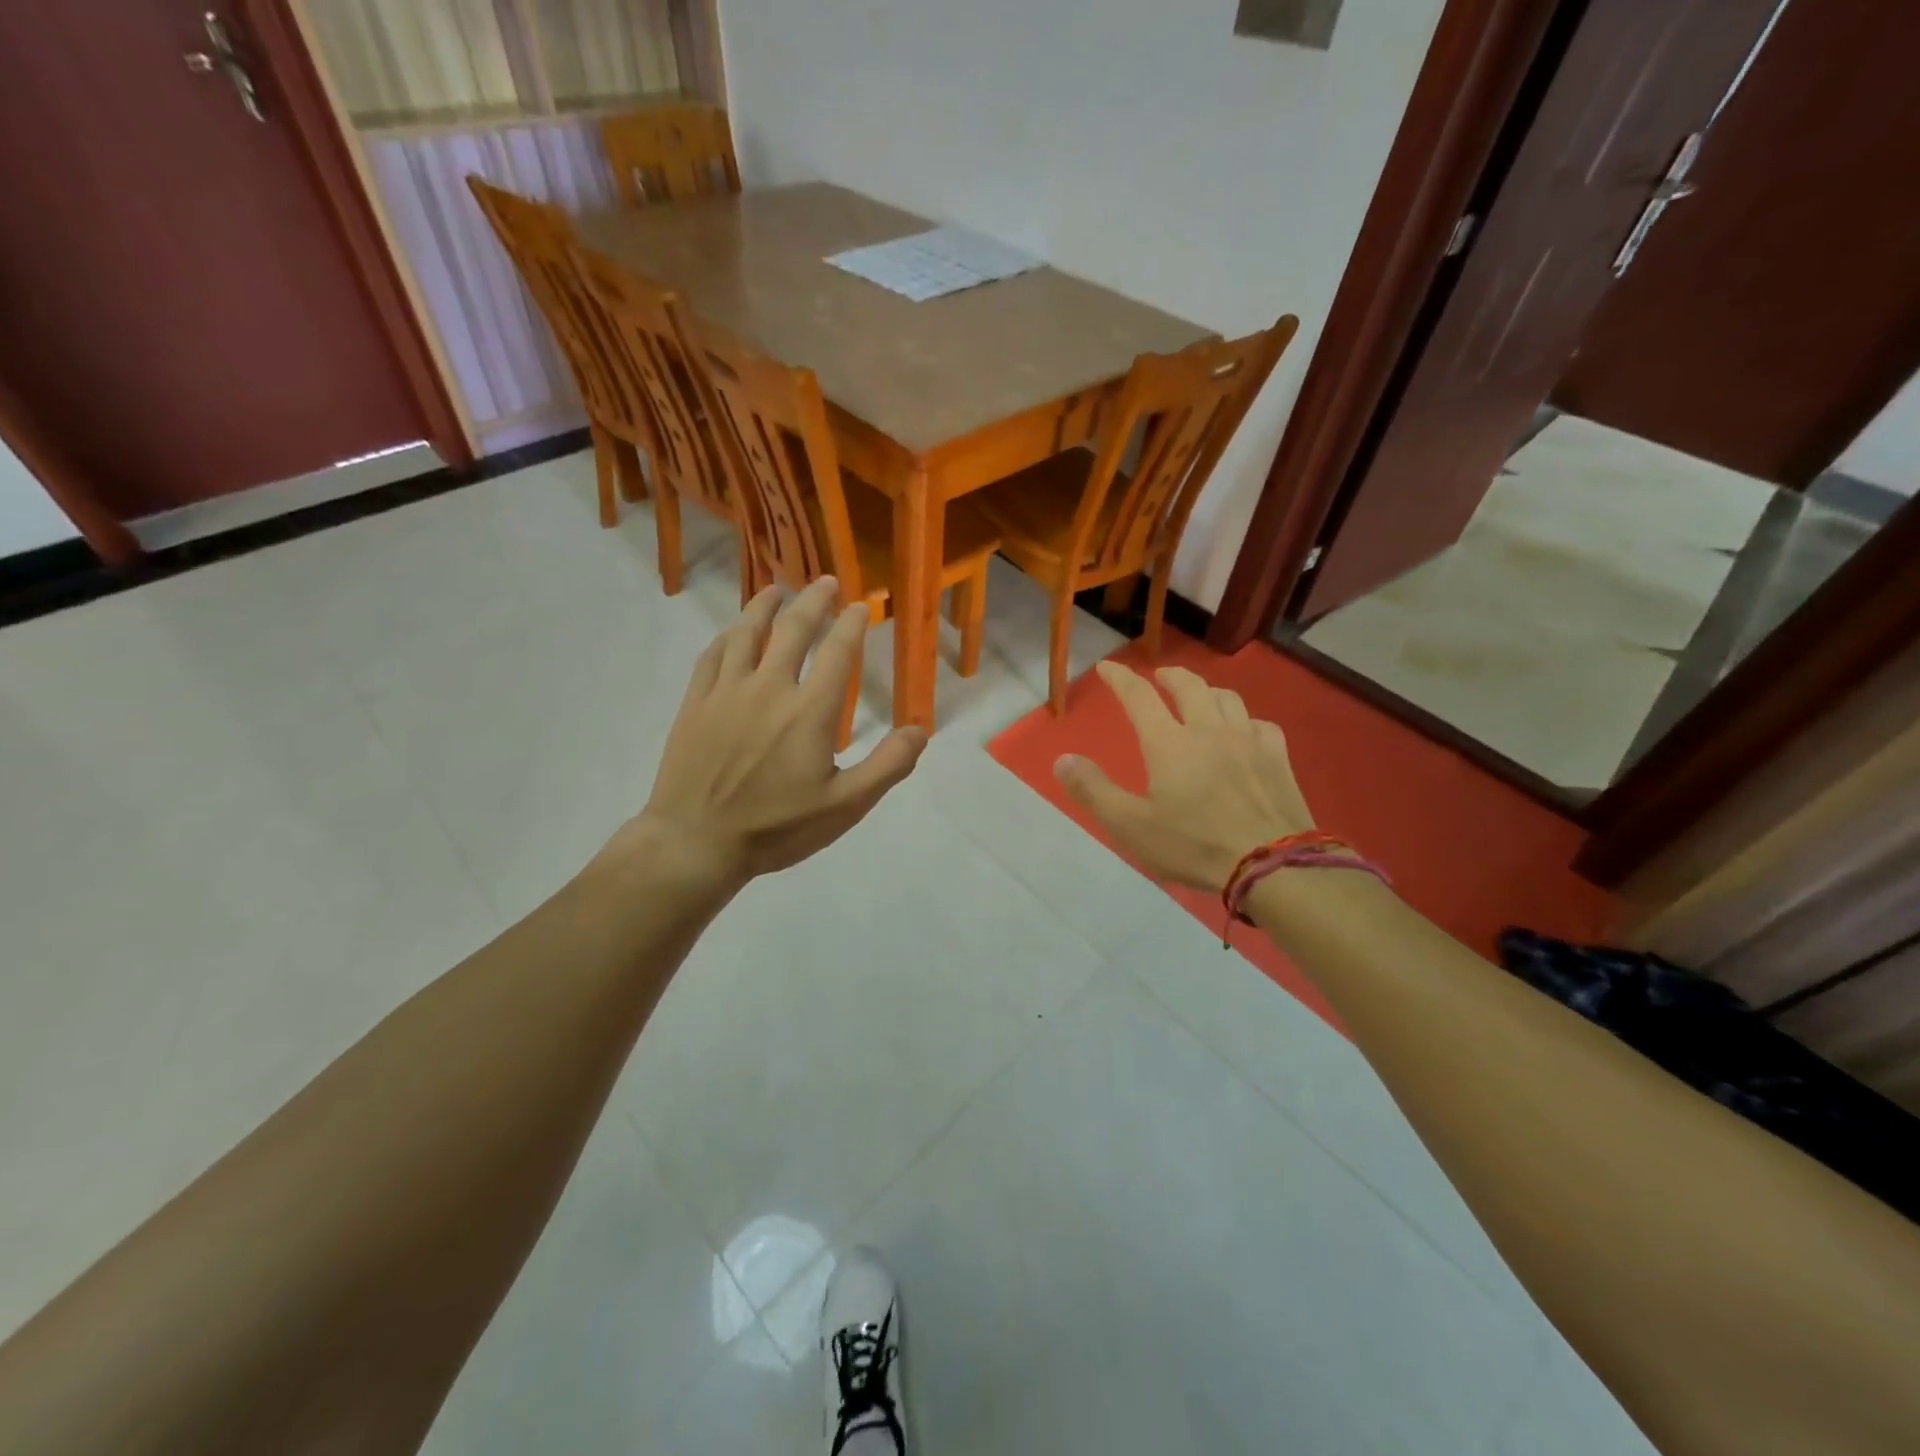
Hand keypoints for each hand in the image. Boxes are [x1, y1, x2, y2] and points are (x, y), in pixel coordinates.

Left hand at [606, 579, 926, 887]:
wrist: (696, 842)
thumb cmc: (776, 828)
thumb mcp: (845, 806)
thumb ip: (887, 766)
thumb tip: (921, 730)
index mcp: (808, 711)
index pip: (838, 653)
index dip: (852, 624)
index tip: (862, 604)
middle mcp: (768, 688)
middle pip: (793, 630)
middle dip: (814, 601)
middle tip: (826, 581)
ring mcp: (726, 693)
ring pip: (747, 634)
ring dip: (765, 607)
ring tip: (776, 589)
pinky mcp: (695, 704)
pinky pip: (711, 657)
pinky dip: (727, 636)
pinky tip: (732, 632)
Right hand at [1055, 661, 1313, 893]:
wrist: (1272, 865)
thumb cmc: (1194, 846)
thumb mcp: (1131, 826)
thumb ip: (1094, 791)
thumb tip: (1062, 759)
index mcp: (1170, 743)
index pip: (1139, 697)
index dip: (1120, 678)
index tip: (1107, 666)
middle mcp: (1209, 730)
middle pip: (1189, 686)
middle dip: (1169, 676)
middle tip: (1159, 677)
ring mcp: (1248, 741)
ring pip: (1227, 698)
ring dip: (1207, 692)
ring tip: (1200, 698)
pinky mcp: (1277, 758)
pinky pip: (1261, 724)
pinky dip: (1245, 720)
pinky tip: (1245, 731)